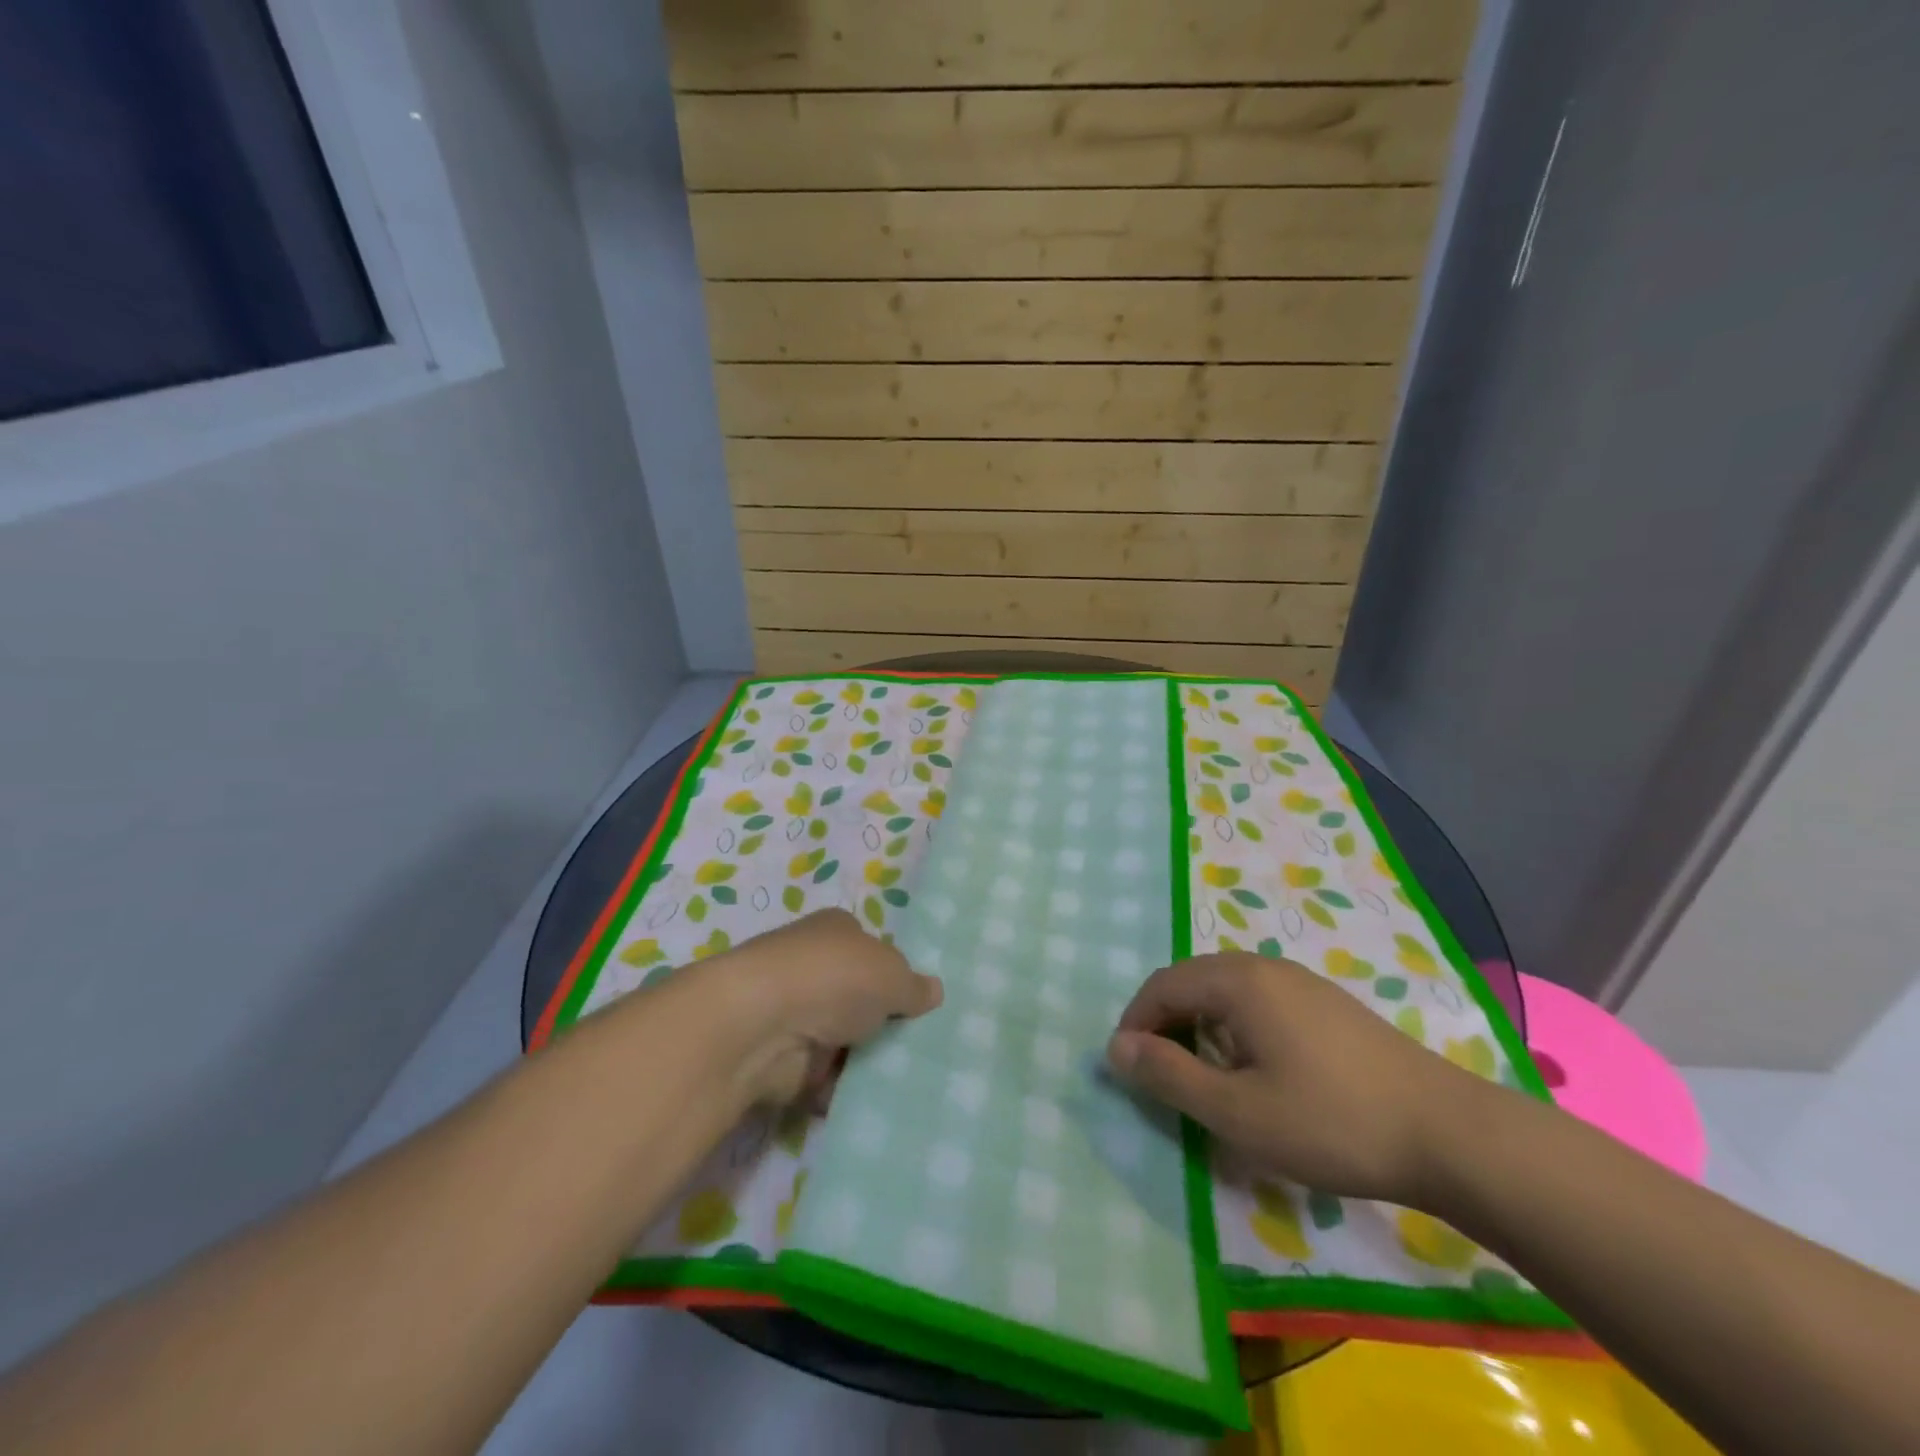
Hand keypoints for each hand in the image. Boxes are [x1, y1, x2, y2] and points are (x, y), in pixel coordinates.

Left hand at [698, 909, 943, 1105]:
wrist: (759, 1027)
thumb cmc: (833, 979)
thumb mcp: (892, 975)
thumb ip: (914, 986)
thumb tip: (933, 990)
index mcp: (836, 930)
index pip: (871, 947)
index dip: (895, 972)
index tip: (919, 1003)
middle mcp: (812, 966)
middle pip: (858, 995)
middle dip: (883, 1020)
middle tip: (922, 1047)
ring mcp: (795, 1013)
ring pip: (842, 1038)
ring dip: (864, 1058)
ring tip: (909, 1079)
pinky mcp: (783, 1058)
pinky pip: (824, 1076)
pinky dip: (842, 1089)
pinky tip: (875, 1102)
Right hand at [1107, 952, 1484, 1204]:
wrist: (1450, 1134)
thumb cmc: (1331, 1122)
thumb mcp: (1236, 1112)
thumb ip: (1168, 1076)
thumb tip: (1115, 1047)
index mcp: (1238, 981)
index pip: (1163, 985)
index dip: (1136, 1023)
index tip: (1129, 1070)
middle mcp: (1266, 967)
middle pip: (1193, 981)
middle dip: (1166, 1024)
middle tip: (1162, 1076)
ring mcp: (1302, 982)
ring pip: (1227, 992)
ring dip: (1200, 1027)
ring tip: (1205, 1077)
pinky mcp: (1329, 1005)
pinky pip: (1260, 1002)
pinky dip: (1235, 1028)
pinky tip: (1258, 1071)